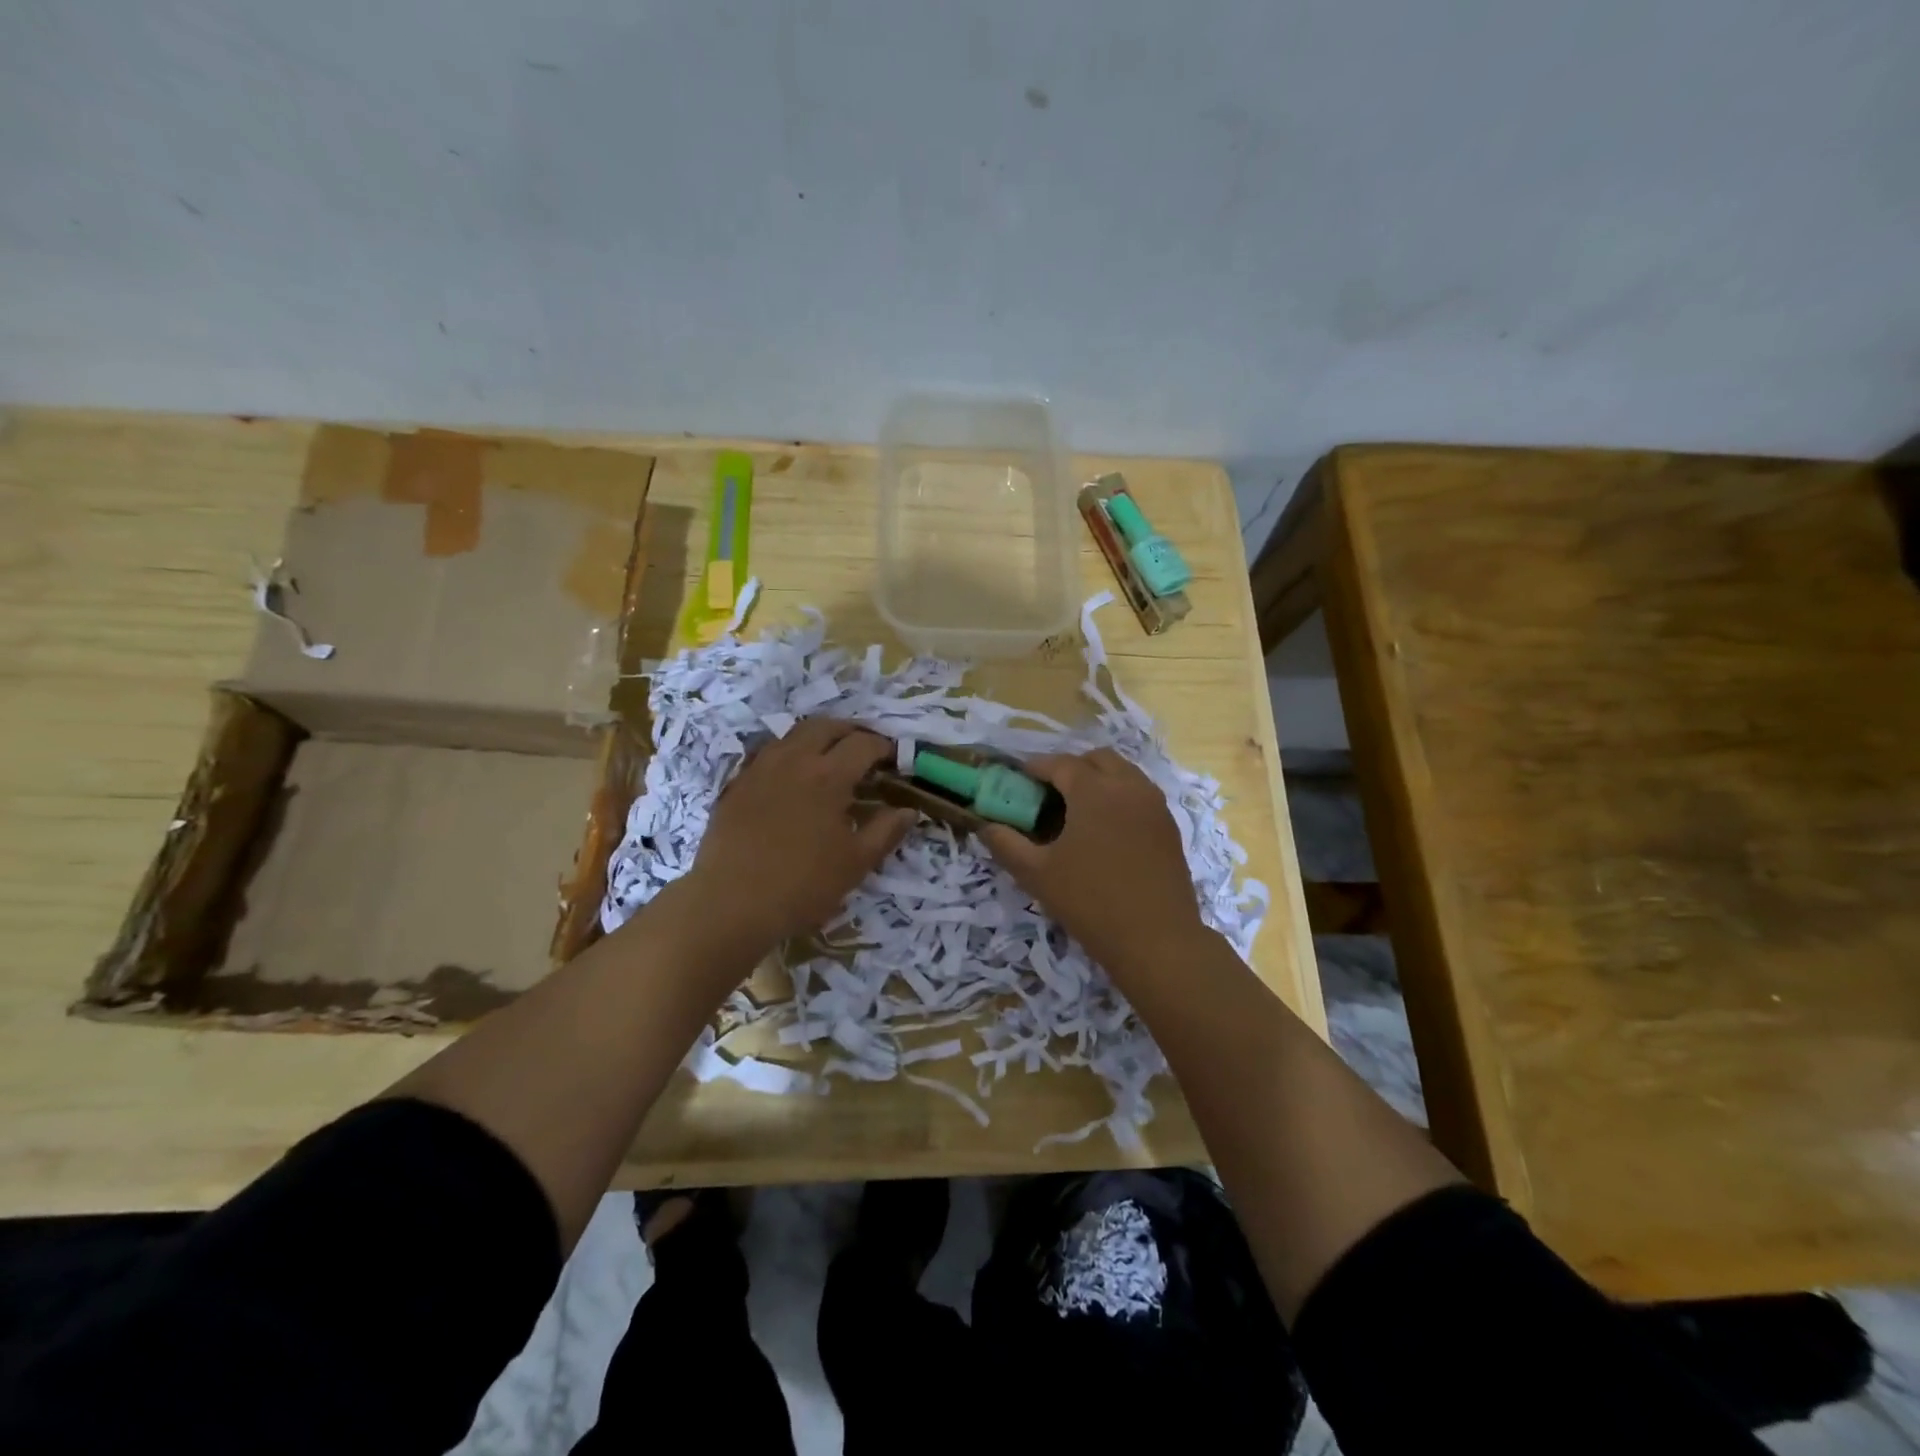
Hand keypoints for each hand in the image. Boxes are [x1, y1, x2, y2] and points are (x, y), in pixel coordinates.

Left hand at [684, 719, 914, 948]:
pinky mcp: (736, 785)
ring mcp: (760, 769)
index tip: (895, 760)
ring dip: (818, 737)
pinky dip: (788, 754)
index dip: (884, 747)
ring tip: (830, 757)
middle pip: (826, 726)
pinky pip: (767, 754)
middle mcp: (794, 760)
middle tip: (865, 749)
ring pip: (793, 734)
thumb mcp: (855, 863)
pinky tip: (791, 777)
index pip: (863, 744)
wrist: (730, 903)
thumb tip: (908, 810)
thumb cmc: (802, 885)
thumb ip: (885, 831)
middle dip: (851, 731)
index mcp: (828, 775)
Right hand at [978, 748, 1208, 979]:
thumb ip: (1006, 844)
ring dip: (1098, 779)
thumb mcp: (1037, 874)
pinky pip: (1140, 795)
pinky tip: (1105, 830)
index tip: (1019, 779)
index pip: (1061, 763)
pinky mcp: (1169, 827)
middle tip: (1049, 793)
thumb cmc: (1090, 902)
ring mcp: (1154, 805)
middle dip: (1071, 767)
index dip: (1037, 767)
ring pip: (1124, 773)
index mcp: (1094, 790)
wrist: (1157, 940)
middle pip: (1097, 759)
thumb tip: (986, 826)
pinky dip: (1119, 797)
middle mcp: (1128, 787)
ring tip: (1077, 810)